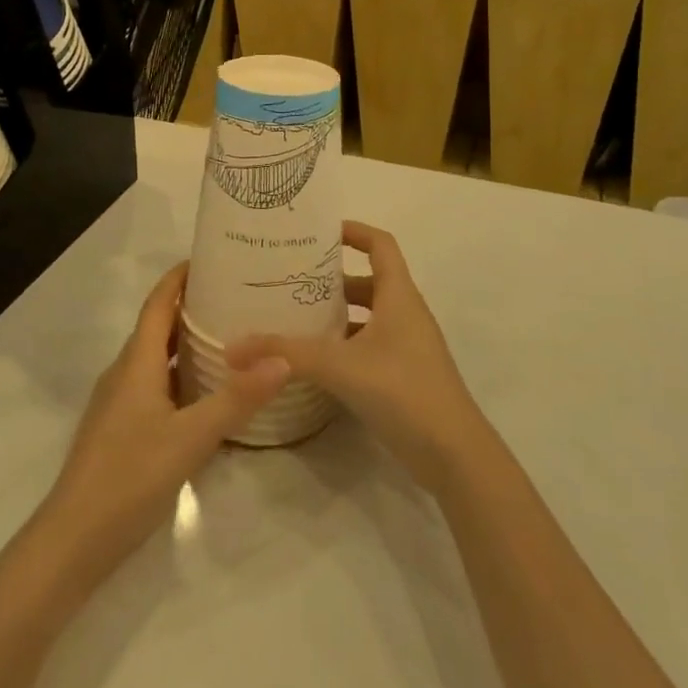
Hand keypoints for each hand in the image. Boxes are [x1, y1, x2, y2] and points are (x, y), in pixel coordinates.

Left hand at [41, 262, 289, 576]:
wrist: (74, 539)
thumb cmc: (130, 476)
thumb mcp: (191, 437)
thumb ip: (236, 399)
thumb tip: (281, 359)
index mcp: (137, 362)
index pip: (158, 302)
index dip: (179, 277)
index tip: (212, 257)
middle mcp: (126, 372)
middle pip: (158, 326)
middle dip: (192, 306)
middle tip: (237, 297)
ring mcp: (120, 402)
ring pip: (157, 359)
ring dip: (187, 343)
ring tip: (231, 337)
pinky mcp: (122, 428)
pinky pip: (156, 386)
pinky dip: (182, 376)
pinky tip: (208, 393)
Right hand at [225, 221, 488, 493]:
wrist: (455, 456)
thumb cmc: (404, 391)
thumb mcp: (339, 366)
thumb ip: (286, 354)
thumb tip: (232, 348)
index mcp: (399, 296)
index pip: (381, 244)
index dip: (354, 231)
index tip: (318, 231)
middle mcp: (405, 314)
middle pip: (368, 281)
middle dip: (331, 279)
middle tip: (290, 279)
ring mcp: (406, 348)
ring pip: (367, 318)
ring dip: (336, 315)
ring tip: (293, 318)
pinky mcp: (403, 378)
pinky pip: (368, 348)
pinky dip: (343, 347)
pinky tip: (313, 363)